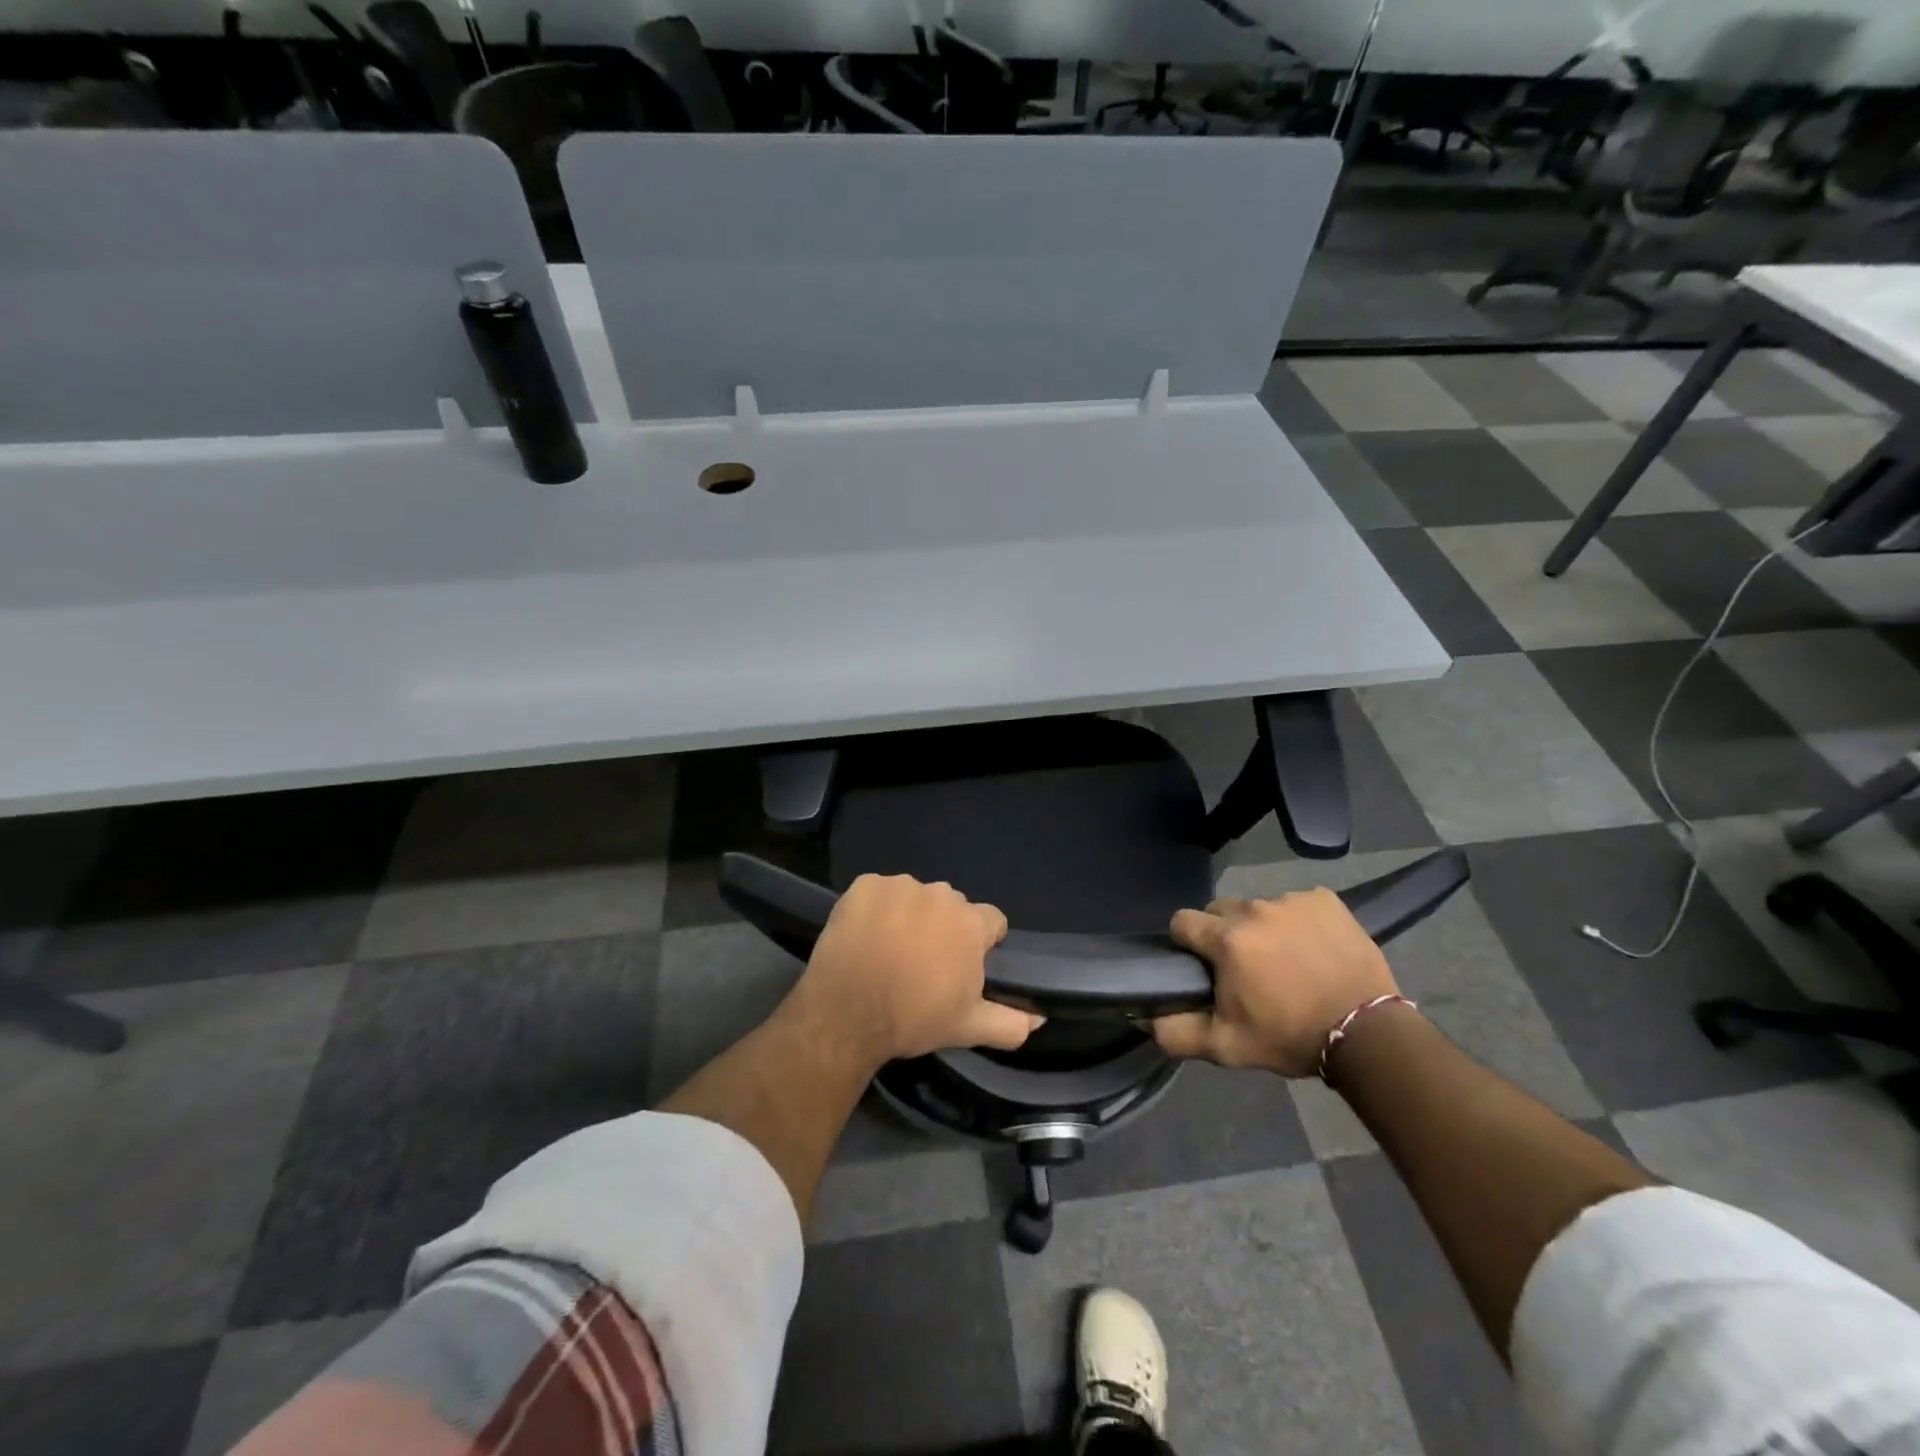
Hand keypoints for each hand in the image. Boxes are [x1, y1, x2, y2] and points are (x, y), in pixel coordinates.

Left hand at [785, 873, 1042, 1070]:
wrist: (845, 1016)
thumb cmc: (912, 1019)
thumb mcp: (968, 1028)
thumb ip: (1011, 1022)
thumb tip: (1040, 1016)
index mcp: (970, 923)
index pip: (991, 921)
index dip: (981, 943)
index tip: (962, 965)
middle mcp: (940, 894)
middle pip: (951, 906)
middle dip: (944, 928)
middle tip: (922, 962)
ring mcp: (899, 886)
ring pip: (915, 896)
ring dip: (909, 915)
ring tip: (889, 950)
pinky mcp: (864, 885)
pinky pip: (879, 891)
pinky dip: (875, 908)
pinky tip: (865, 936)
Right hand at [1150, 887, 1397, 1077]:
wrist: (1368, 1034)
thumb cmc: (1290, 1037)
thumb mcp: (1227, 1046)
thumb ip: (1177, 1032)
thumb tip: (1144, 1017)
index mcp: (1225, 938)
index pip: (1182, 921)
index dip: (1186, 943)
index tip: (1201, 966)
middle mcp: (1254, 908)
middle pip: (1220, 910)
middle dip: (1224, 934)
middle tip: (1244, 968)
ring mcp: (1292, 900)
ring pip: (1259, 907)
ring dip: (1262, 928)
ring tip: (1284, 960)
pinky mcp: (1326, 900)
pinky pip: (1297, 903)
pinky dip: (1299, 921)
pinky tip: (1313, 948)